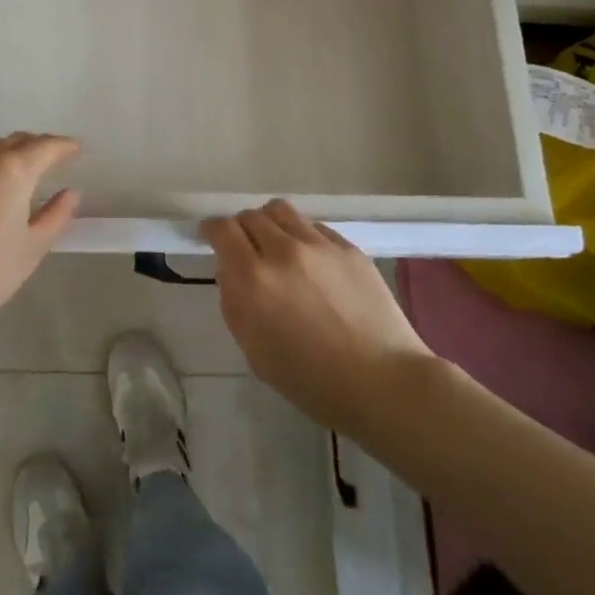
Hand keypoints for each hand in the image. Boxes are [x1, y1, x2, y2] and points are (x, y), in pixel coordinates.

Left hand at [0, 133, 80, 341]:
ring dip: (7, 151)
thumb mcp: (31, 249)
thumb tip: (69, 193)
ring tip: (19, 171)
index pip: (44, 146)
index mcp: (13, 170)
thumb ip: (55, 216)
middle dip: (35, 145)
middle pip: (14, 141)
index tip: (75, 149)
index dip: (63, 146)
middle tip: (50, 159)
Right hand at [206, 200, 435, 432]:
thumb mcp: (254, 351)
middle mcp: (283, 251)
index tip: (210, 236)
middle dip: (240, 228)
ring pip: (281, 211)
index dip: (212, 229)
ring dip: (269, 223)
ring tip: (275, 244)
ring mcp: (319, 244)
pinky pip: (313, 226)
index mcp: (254, 279)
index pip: (222, 230)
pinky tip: (310, 260)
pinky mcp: (347, 247)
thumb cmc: (312, 381)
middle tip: (245, 249)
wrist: (384, 383)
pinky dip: (300, 235)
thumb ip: (234, 302)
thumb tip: (230, 270)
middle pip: (250, 216)